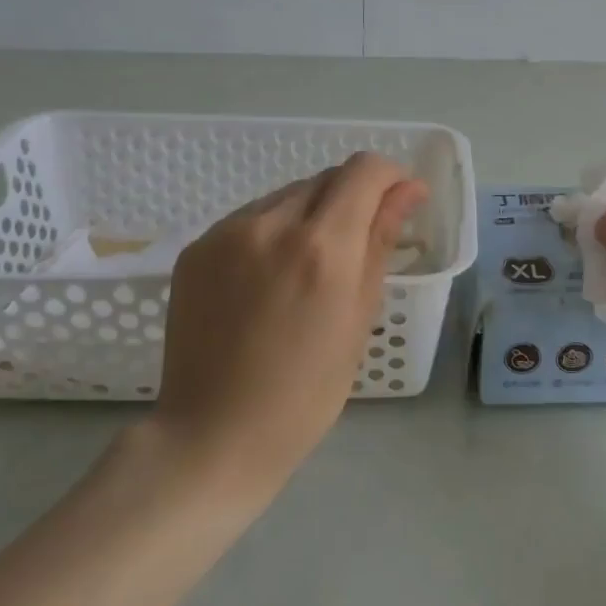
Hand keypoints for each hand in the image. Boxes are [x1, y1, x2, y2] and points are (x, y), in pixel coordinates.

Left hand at [149, 153, 426, 493]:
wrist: (213, 434)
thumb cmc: (307, 391)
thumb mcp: (360, 316)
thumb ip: (381, 240)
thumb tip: (408, 189)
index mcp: (323, 247)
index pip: (365, 170)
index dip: (390, 178)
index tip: (397, 205)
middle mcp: (272, 224)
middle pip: (326, 178)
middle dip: (352, 198)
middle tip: (355, 248)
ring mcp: (227, 233)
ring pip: (288, 194)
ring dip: (311, 213)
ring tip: (307, 268)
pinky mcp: (197, 246)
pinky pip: (251, 217)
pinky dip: (273, 231)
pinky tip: (269, 278)